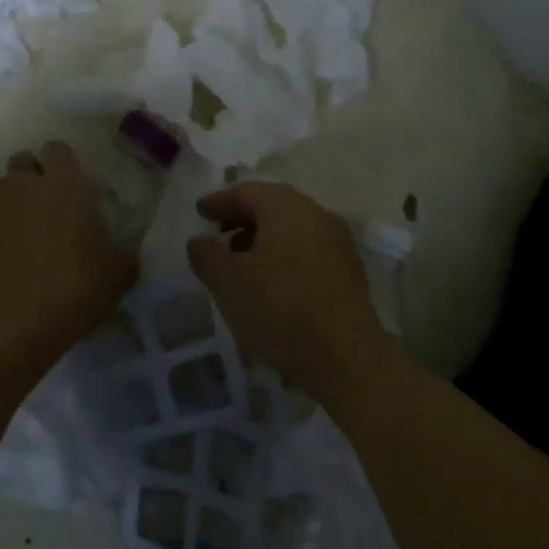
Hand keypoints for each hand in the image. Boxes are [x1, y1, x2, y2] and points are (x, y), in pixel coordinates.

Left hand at [0, 142, 136, 360]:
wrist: (9, 327)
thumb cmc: (72, 291)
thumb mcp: (118, 276)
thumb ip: (121, 254)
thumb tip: (121, 253)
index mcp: (63, 186)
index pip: (58, 150)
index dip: (63, 165)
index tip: (73, 189)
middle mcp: (21, 187)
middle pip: (22, 163)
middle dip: (31, 179)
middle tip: (47, 211)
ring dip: (7, 207)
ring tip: (18, 239)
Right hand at [185, 182, 393, 396]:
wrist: (345, 357)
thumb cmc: (279, 307)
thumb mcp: (227, 281)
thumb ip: (206, 254)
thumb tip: (200, 241)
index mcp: (287, 207)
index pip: (247, 191)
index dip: (219, 201)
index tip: (199, 212)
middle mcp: (317, 216)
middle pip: (273, 208)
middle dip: (242, 220)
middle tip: (217, 236)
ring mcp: (338, 245)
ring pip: (292, 232)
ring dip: (262, 242)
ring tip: (239, 266)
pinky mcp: (348, 274)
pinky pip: (307, 254)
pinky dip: (283, 260)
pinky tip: (268, 287)